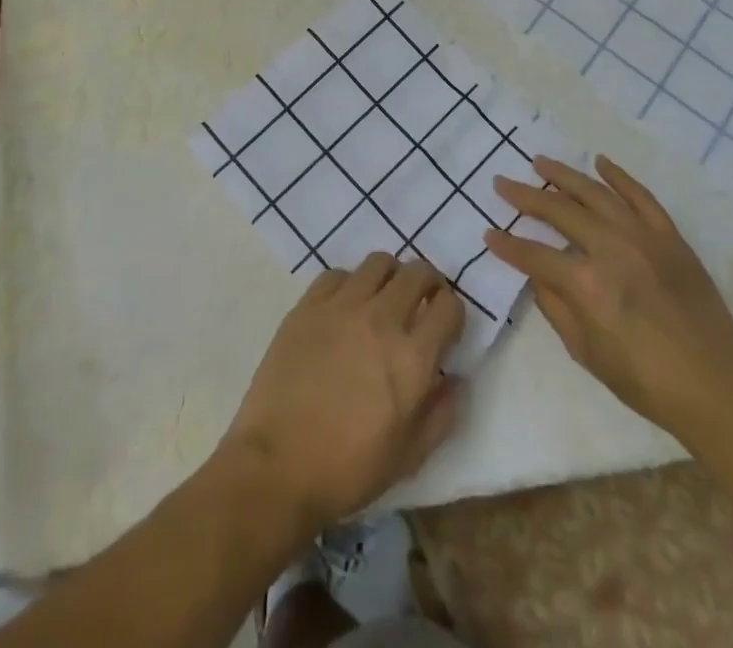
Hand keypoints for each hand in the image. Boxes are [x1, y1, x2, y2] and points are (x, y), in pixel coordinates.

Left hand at [221, 253, 464, 531]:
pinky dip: (349, 284)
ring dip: (390, 276)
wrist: (277, 466)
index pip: (449, 307)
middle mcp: (381, 320)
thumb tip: (455, 378)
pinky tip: (344, 307)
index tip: (445, 326)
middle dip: (427, 283)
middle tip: (420, 302)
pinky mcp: (308, 305)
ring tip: (383, 298)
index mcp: (412, 358)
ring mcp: (341, 307)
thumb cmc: (347, 470)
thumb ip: (441, 414)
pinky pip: (337, 274)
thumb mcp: (408, 457)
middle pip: (417, 272)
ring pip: (378, 262)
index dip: (453, 312)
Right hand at [485, 155, 732, 443]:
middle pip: (559, 212)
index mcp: (587, 284)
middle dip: (525, 196)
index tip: (489, 234)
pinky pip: (641, 196)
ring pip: (596, 193)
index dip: (508, 246)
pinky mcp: (671, 237)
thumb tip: (538, 276)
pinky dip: (619, 176)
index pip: (534, 255)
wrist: (720, 390)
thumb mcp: (588, 354)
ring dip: (564, 175)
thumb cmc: (647, 383)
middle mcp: (612, 249)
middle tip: (502, 182)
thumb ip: (556, 308)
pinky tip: (600, 162)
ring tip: (540, 163)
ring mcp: (644, 237)